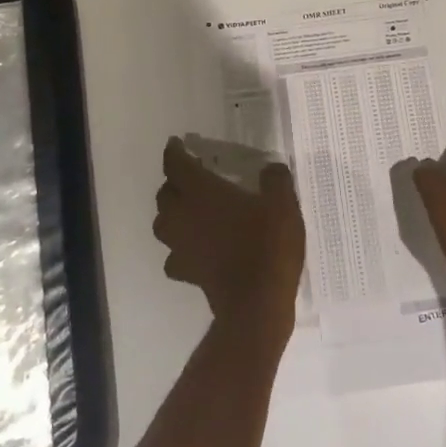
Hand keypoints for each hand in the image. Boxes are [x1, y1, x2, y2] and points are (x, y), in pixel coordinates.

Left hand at [155, 138, 305, 345]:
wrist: (256, 302)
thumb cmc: (267, 243)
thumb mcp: (282, 203)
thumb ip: (275, 180)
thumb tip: (270, 169)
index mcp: (201, 191)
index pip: (176, 165)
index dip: (174, 152)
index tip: (177, 144)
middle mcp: (183, 215)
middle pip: (164, 194)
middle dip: (174, 183)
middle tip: (192, 178)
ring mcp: (180, 247)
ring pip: (162, 224)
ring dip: (172, 214)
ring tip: (190, 212)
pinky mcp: (187, 273)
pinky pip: (174, 256)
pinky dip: (181, 249)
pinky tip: (196, 249)